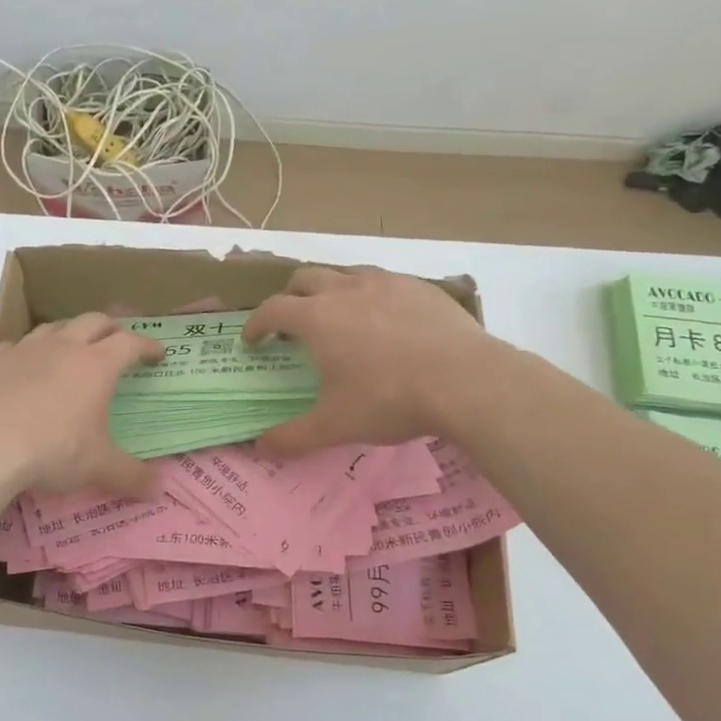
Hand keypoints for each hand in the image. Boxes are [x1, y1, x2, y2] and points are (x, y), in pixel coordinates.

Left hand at [0, 314, 163, 498]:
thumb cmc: (51, 452)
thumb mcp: (97, 468)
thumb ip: (131, 476)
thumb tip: (160, 489)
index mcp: (96, 366)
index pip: (130, 343)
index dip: (147, 345)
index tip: (158, 353)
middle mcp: (62, 348)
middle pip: (93, 320)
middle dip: (111, 327)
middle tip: (118, 340)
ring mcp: (23, 350)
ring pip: (52, 327)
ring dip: (69, 332)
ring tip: (72, 347)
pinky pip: (13, 345)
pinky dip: (26, 352)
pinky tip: (22, 365)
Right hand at [242, 266, 502, 455]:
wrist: (467, 381)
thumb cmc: (390, 400)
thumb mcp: (335, 426)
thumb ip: (292, 437)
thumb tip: (259, 448)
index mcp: (317, 318)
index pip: (272, 309)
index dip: (256, 323)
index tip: (252, 340)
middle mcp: (346, 290)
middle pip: (304, 278)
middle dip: (289, 297)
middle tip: (290, 323)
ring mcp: (386, 283)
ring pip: (344, 273)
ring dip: (330, 289)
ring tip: (337, 316)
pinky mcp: (420, 287)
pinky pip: (383, 281)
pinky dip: (370, 295)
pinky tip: (385, 320)